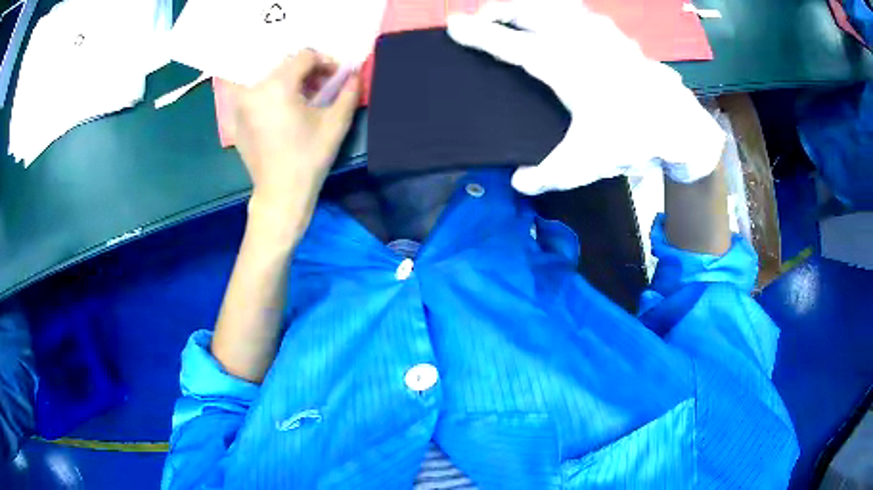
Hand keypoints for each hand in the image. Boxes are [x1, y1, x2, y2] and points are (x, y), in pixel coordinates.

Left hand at [228, 50, 358, 234]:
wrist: (281, 193)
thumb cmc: (309, 157)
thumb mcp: (336, 123)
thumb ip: (349, 92)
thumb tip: (356, 74)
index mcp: (277, 86)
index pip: (303, 56)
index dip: (325, 61)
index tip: (336, 76)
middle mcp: (253, 90)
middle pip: (283, 63)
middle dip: (306, 70)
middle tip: (320, 87)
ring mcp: (240, 105)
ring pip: (267, 76)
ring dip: (287, 79)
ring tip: (302, 97)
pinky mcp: (236, 119)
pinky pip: (253, 93)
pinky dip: (270, 92)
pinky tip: (283, 109)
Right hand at [447, 0, 724, 194]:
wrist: (678, 123)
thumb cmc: (633, 137)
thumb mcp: (587, 163)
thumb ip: (548, 175)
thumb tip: (518, 182)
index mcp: (562, 65)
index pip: (508, 42)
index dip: (477, 33)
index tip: (452, 25)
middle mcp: (576, 39)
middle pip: (526, 8)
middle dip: (498, 9)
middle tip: (484, 21)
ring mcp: (597, 31)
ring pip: (552, 3)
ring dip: (527, 6)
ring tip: (516, 18)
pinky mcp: (613, 33)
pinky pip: (576, 10)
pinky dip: (557, 10)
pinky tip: (558, 24)